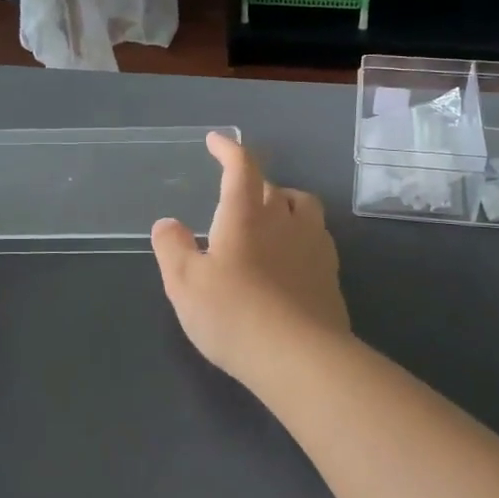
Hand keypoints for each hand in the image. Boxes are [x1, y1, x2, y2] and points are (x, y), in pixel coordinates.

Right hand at [151, 132, 349, 385]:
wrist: (299, 356)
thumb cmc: (233, 314)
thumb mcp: (185, 283)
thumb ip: (172, 248)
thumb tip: (167, 223)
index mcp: (246, 214)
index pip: (241, 166)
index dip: (229, 148)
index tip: (216, 141)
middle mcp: (285, 219)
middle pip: (272, 186)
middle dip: (252, 183)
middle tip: (234, 197)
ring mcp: (314, 245)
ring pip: (303, 206)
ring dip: (284, 203)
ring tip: (269, 219)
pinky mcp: (331, 273)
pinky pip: (317, 237)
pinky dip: (301, 234)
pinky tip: (291, 256)